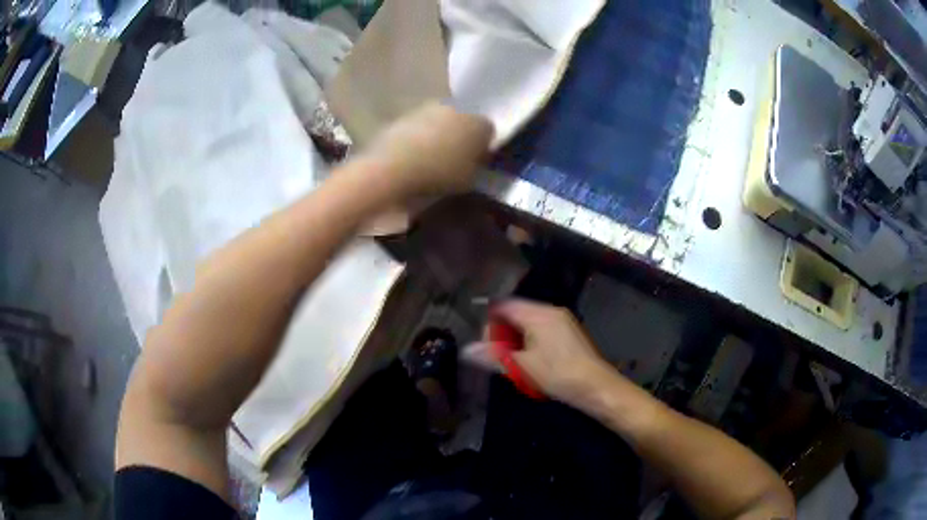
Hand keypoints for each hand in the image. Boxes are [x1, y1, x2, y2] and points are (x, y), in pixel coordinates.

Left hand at [357, 103, 493, 198]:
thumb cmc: (439, 176)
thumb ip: (476, 166)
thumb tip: (475, 160)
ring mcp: (428, 108)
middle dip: (461, 135)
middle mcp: (457, 108)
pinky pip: (419, 127)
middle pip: (464, 121)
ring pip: (441, 121)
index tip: (477, 161)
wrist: (392, 167)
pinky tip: (413, 156)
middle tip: (454, 158)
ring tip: (431, 158)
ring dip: (438, 134)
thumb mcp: (469, 181)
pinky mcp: (405, 115)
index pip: (489, 131)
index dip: (483, 146)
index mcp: (479, 123)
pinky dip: (419, 138)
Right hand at [465, 299, 618, 409]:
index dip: (489, 321)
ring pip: (529, 323)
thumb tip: (466, 350)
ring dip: (516, 339)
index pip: (504, 305)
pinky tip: (529, 362)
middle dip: (502, 332)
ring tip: (511, 361)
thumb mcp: (521, 367)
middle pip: (517, 313)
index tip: (483, 342)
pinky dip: (530, 342)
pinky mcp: (569, 334)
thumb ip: (493, 357)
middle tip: (496, 355)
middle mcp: (551, 312)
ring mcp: (563, 321)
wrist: (596, 386)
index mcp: (538, 315)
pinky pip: (541, 330)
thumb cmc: (557, 374)